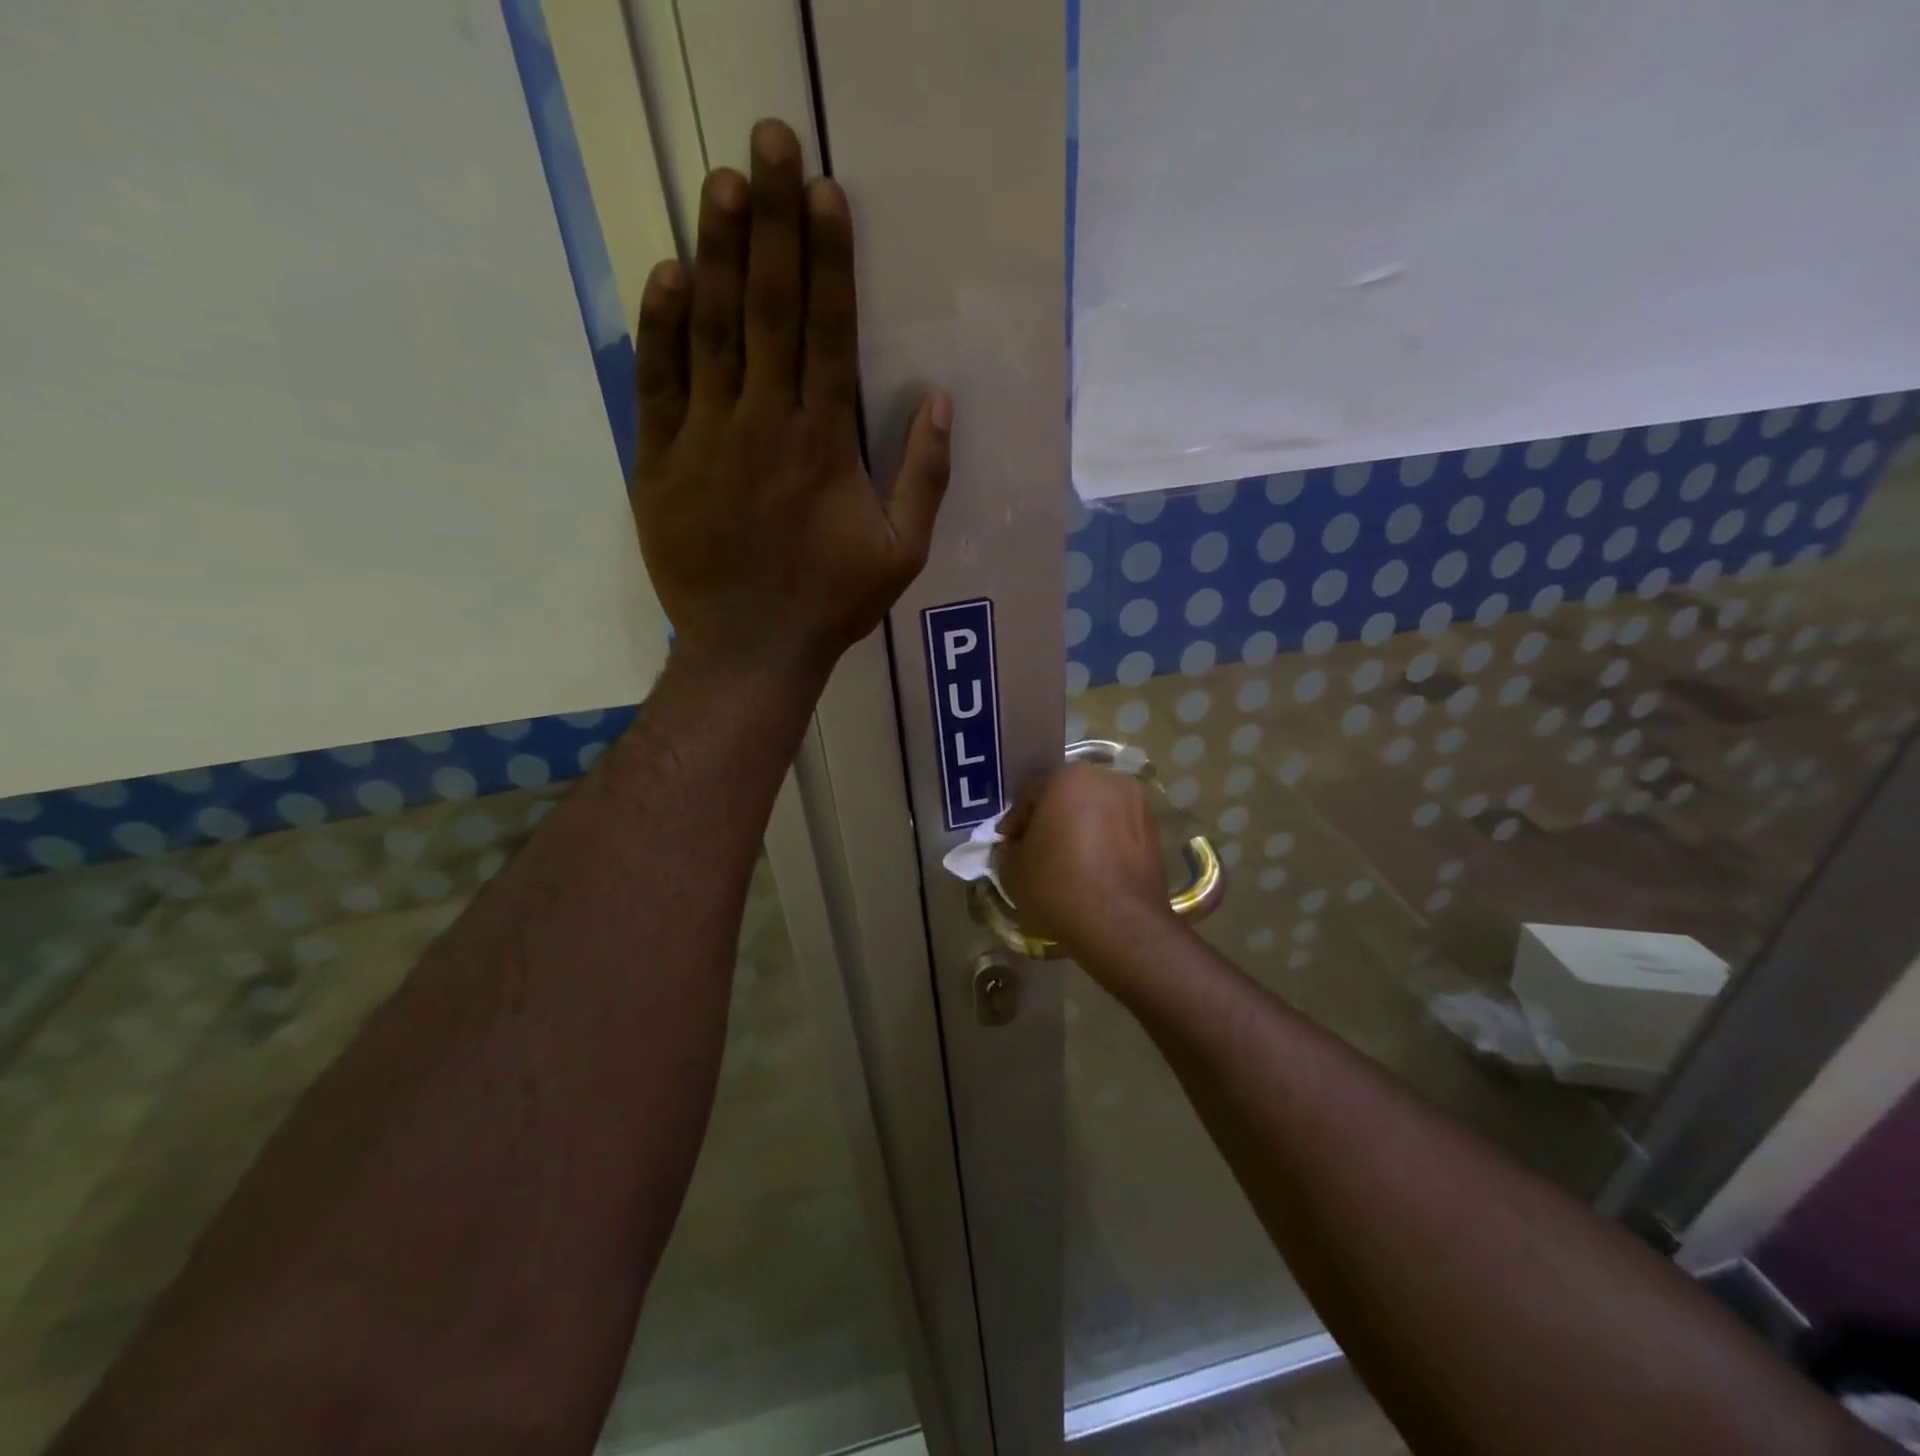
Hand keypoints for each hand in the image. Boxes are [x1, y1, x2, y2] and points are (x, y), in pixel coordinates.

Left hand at [632, 119, 951, 676]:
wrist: (751, 649)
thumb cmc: (832, 603)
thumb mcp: (902, 553)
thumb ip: (925, 476)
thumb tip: (940, 401)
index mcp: (825, 444)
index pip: (829, 331)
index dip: (828, 258)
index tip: (823, 191)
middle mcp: (766, 425)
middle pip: (770, 309)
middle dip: (772, 221)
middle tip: (767, 141)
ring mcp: (706, 440)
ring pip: (712, 331)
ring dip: (719, 253)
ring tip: (721, 183)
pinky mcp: (660, 463)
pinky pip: (658, 384)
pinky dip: (662, 328)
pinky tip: (669, 273)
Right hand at [995, 764, 1173, 952]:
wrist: (1121, 924)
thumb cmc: (1058, 885)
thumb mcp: (1012, 869)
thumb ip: (1007, 850)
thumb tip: (1012, 848)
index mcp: (1069, 777)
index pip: (1031, 796)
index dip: (1016, 823)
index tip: (1008, 846)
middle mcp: (1108, 780)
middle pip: (1067, 799)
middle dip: (1051, 822)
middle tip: (1035, 853)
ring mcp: (1138, 805)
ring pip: (1096, 815)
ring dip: (1080, 833)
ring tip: (1066, 865)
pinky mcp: (1155, 833)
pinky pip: (1118, 834)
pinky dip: (1103, 846)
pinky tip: (1091, 873)